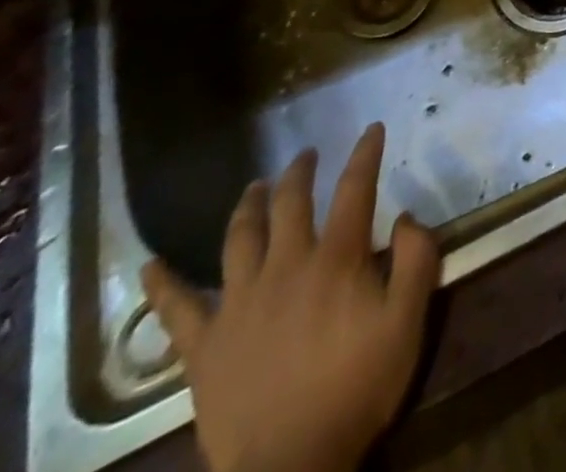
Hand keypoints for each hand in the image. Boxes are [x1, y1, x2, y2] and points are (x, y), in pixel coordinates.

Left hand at [142, 124, 439, 471]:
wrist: (289, 468)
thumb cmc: (356, 389)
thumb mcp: (407, 323)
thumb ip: (417, 261)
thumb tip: (406, 216)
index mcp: (336, 259)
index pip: (354, 189)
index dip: (365, 154)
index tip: (373, 128)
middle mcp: (286, 266)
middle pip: (290, 203)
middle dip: (301, 172)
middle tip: (306, 155)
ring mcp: (239, 304)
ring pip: (239, 238)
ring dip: (248, 205)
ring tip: (255, 186)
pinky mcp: (204, 346)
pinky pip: (176, 310)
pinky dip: (161, 285)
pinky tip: (148, 266)